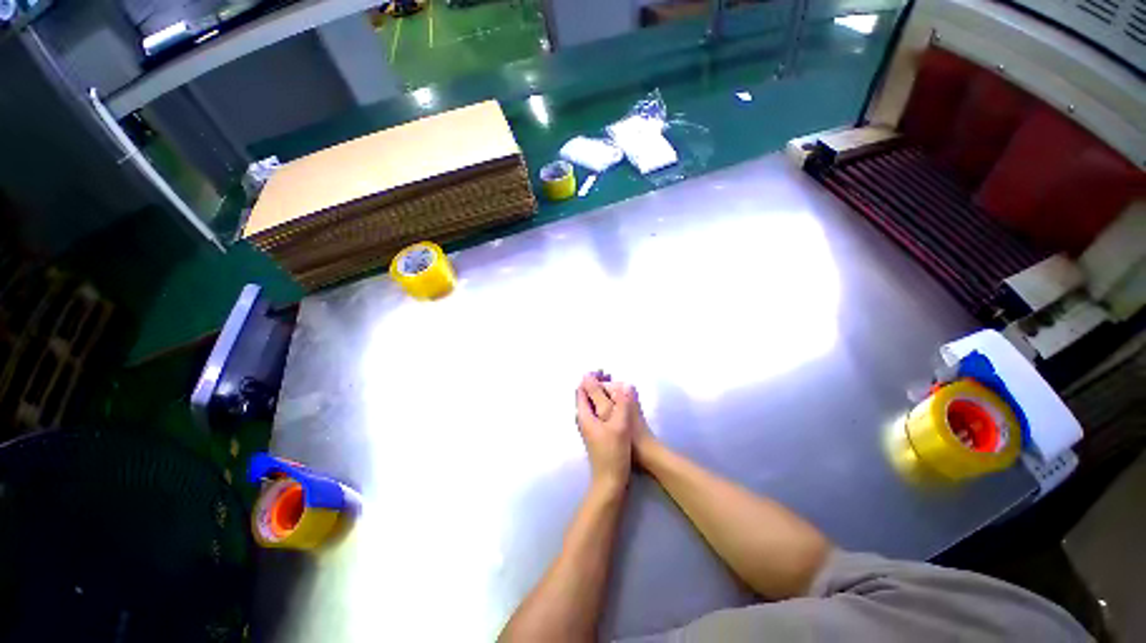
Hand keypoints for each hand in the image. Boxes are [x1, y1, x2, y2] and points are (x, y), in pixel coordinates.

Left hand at [575, 373, 634, 492]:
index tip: (604, 371)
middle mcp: (584, 419)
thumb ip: (621, 404)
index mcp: (584, 415)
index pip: (582, 389)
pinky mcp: (597, 433)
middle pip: (586, 395)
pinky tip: (617, 404)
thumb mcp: (619, 426)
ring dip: (601, 392)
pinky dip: (605, 402)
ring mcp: (590, 427)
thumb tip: (623, 384)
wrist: (610, 481)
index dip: (591, 377)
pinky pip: (599, 411)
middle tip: (610, 375)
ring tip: (615, 385)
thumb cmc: (613, 453)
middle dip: (596, 383)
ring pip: (593, 403)